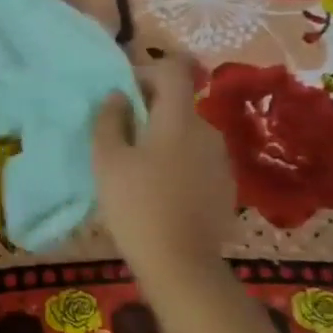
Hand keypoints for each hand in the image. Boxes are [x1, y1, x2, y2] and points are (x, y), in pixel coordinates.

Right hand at [91, 53, 236, 282]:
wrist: (180, 263)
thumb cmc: (136, 205)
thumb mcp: (107, 160)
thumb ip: (109, 120)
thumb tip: (117, 96)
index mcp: (179, 118)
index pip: (173, 70)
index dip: (147, 71)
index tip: (123, 92)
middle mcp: (207, 130)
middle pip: (179, 103)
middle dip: (149, 109)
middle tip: (119, 135)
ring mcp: (221, 160)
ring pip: (187, 133)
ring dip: (162, 138)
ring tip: (136, 167)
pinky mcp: (225, 186)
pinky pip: (197, 159)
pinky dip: (177, 162)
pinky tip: (159, 190)